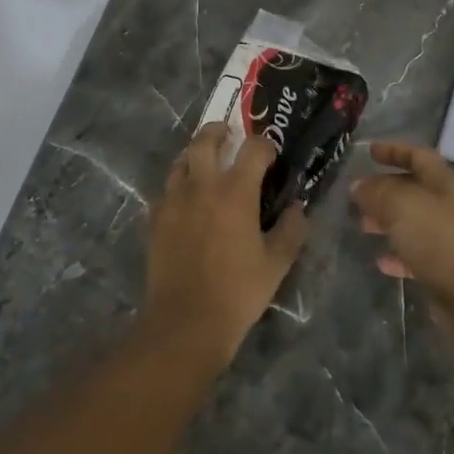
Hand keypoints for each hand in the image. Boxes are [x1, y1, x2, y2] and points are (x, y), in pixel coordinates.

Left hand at [144, 124, 308, 364]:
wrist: (185, 321)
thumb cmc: (237, 292)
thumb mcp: (276, 264)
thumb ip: (292, 230)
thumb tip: (298, 207)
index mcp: (234, 192)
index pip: (252, 149)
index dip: (265, 146)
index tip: (271, 155)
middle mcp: (201, 186)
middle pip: (205, 140)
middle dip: (220, 132)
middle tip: (229, 136)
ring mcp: (173, 200)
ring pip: (181, 160)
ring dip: (196, 153)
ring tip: (207, 162)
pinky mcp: (155, 218)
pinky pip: (167, 188)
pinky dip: (179, 182)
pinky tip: (188, 197)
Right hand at [352, 142, 453, 353]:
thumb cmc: (440, 240)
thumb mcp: (402, 207)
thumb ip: (377, 193)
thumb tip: (358, 186)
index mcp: (445, 184)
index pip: (419, 156)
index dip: (394, 151)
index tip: (369, 152)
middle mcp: (449, 207)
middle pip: (414, 189)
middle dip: (385, 189)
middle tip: (358, 195)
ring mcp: (450, 239)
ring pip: (413, 222)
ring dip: (387, 221)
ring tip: (362, 225)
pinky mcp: (446, 269)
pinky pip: (417, 254)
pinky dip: (398, 254)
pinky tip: (380, 261)